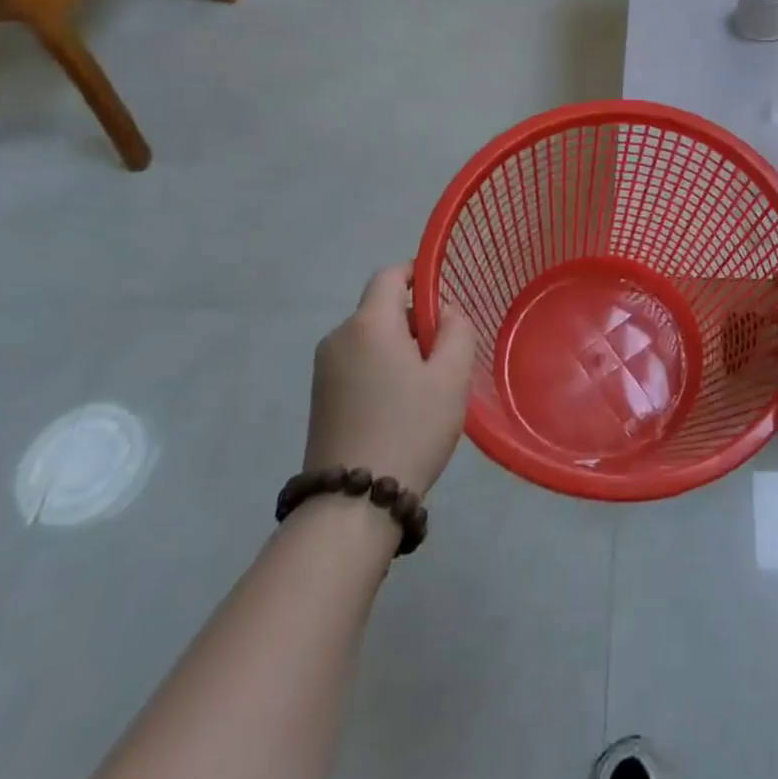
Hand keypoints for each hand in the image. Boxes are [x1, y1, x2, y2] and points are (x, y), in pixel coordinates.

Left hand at [304, 266, 478, 495]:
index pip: (390, 275)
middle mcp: (338, 338)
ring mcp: (324, 371)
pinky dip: (382, 370)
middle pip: (382, 309)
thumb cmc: (410, 428)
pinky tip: (400, 407)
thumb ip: (457, 330)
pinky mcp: (321, 399)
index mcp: (368, 324)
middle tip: (445, 357)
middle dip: (415, 322)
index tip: (444, 297)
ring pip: (371, 339)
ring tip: (426, 388)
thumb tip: (445, 311)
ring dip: (400, 349)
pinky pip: (358, 364)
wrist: (352, 504)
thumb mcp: (451, 376)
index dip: (417, 274)